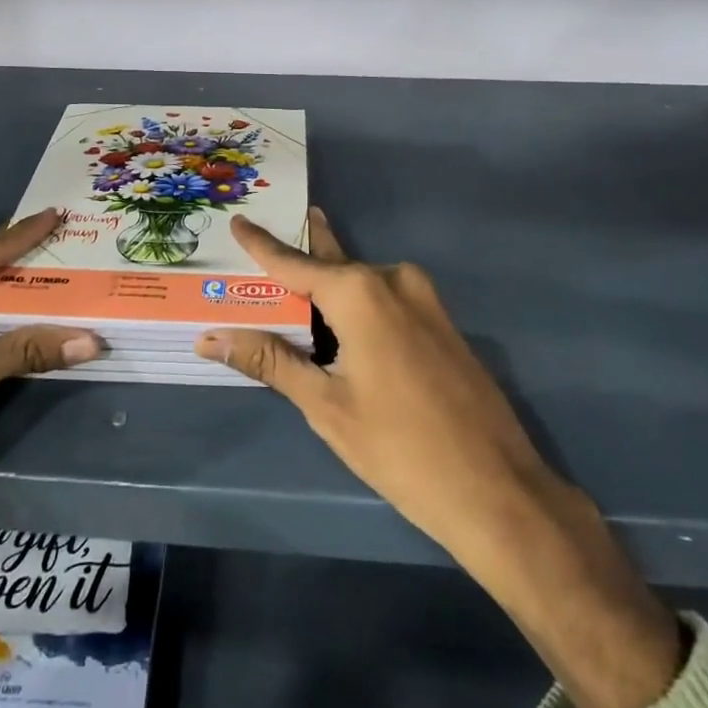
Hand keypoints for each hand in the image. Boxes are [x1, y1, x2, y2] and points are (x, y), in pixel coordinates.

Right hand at [197, 209, 680, 707]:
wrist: (496, 488)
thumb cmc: (399, 447)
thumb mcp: (325, 405)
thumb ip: (270, 361)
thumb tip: (212, 337)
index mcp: (360, 292)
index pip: (294, 263)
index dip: (262, 244)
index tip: (239, 220)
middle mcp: (393, 280)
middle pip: (331, 264)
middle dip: (298, 255)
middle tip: (263, 239)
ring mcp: (424, 300)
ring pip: (360, 283)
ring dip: (326, 286)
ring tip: (290, 288)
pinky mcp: (442, 323)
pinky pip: (386, 300)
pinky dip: (355, 305)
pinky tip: (337, 323)